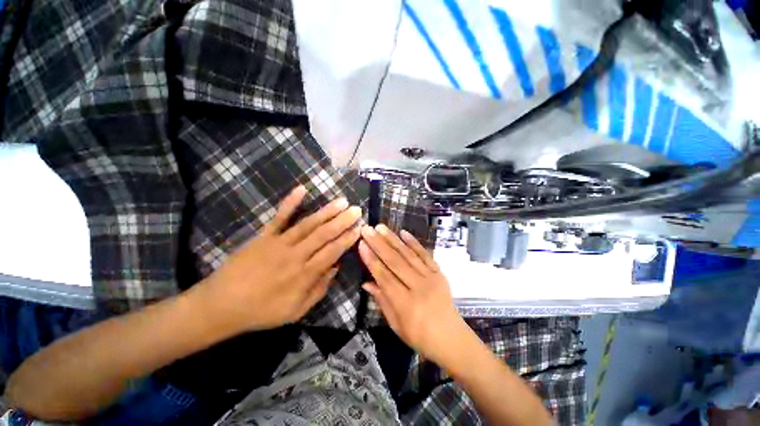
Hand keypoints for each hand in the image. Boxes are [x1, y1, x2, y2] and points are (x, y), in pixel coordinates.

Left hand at [200, 185, 361, 332]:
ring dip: (326, 212)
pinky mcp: (264, 236)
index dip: (347, 239)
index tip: (359, 228)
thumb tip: (335, 268)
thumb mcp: (296, 311)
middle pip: (323, 235)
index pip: (332, 252)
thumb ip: (319, 290)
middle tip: (356, 210)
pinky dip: (290, 202)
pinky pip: (279, 217)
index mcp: (303, 275)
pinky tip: (302, 189)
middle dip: (342, 221)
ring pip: (308, 224)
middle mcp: (295, 255)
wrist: (221, 305)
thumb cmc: (261, 311)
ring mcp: (279, 243)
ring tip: (341, 201)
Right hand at [358, 224, 467, 364]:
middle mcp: (418, 287)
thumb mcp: (396, 325)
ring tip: (381, 227)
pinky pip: (425, 255)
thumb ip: (382, 301)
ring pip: (408, 255)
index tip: (362, 244)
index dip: (371, 260)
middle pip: (395, 262)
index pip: (384, 277)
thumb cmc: (420, 337)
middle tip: (367, 230)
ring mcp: (431, 278)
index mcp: (405, 304)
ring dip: (393, 239)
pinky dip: (414, 243)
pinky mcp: (439, 273)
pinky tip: (404, 232)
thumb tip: (366, 282)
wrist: (452, 338)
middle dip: (379, 244)